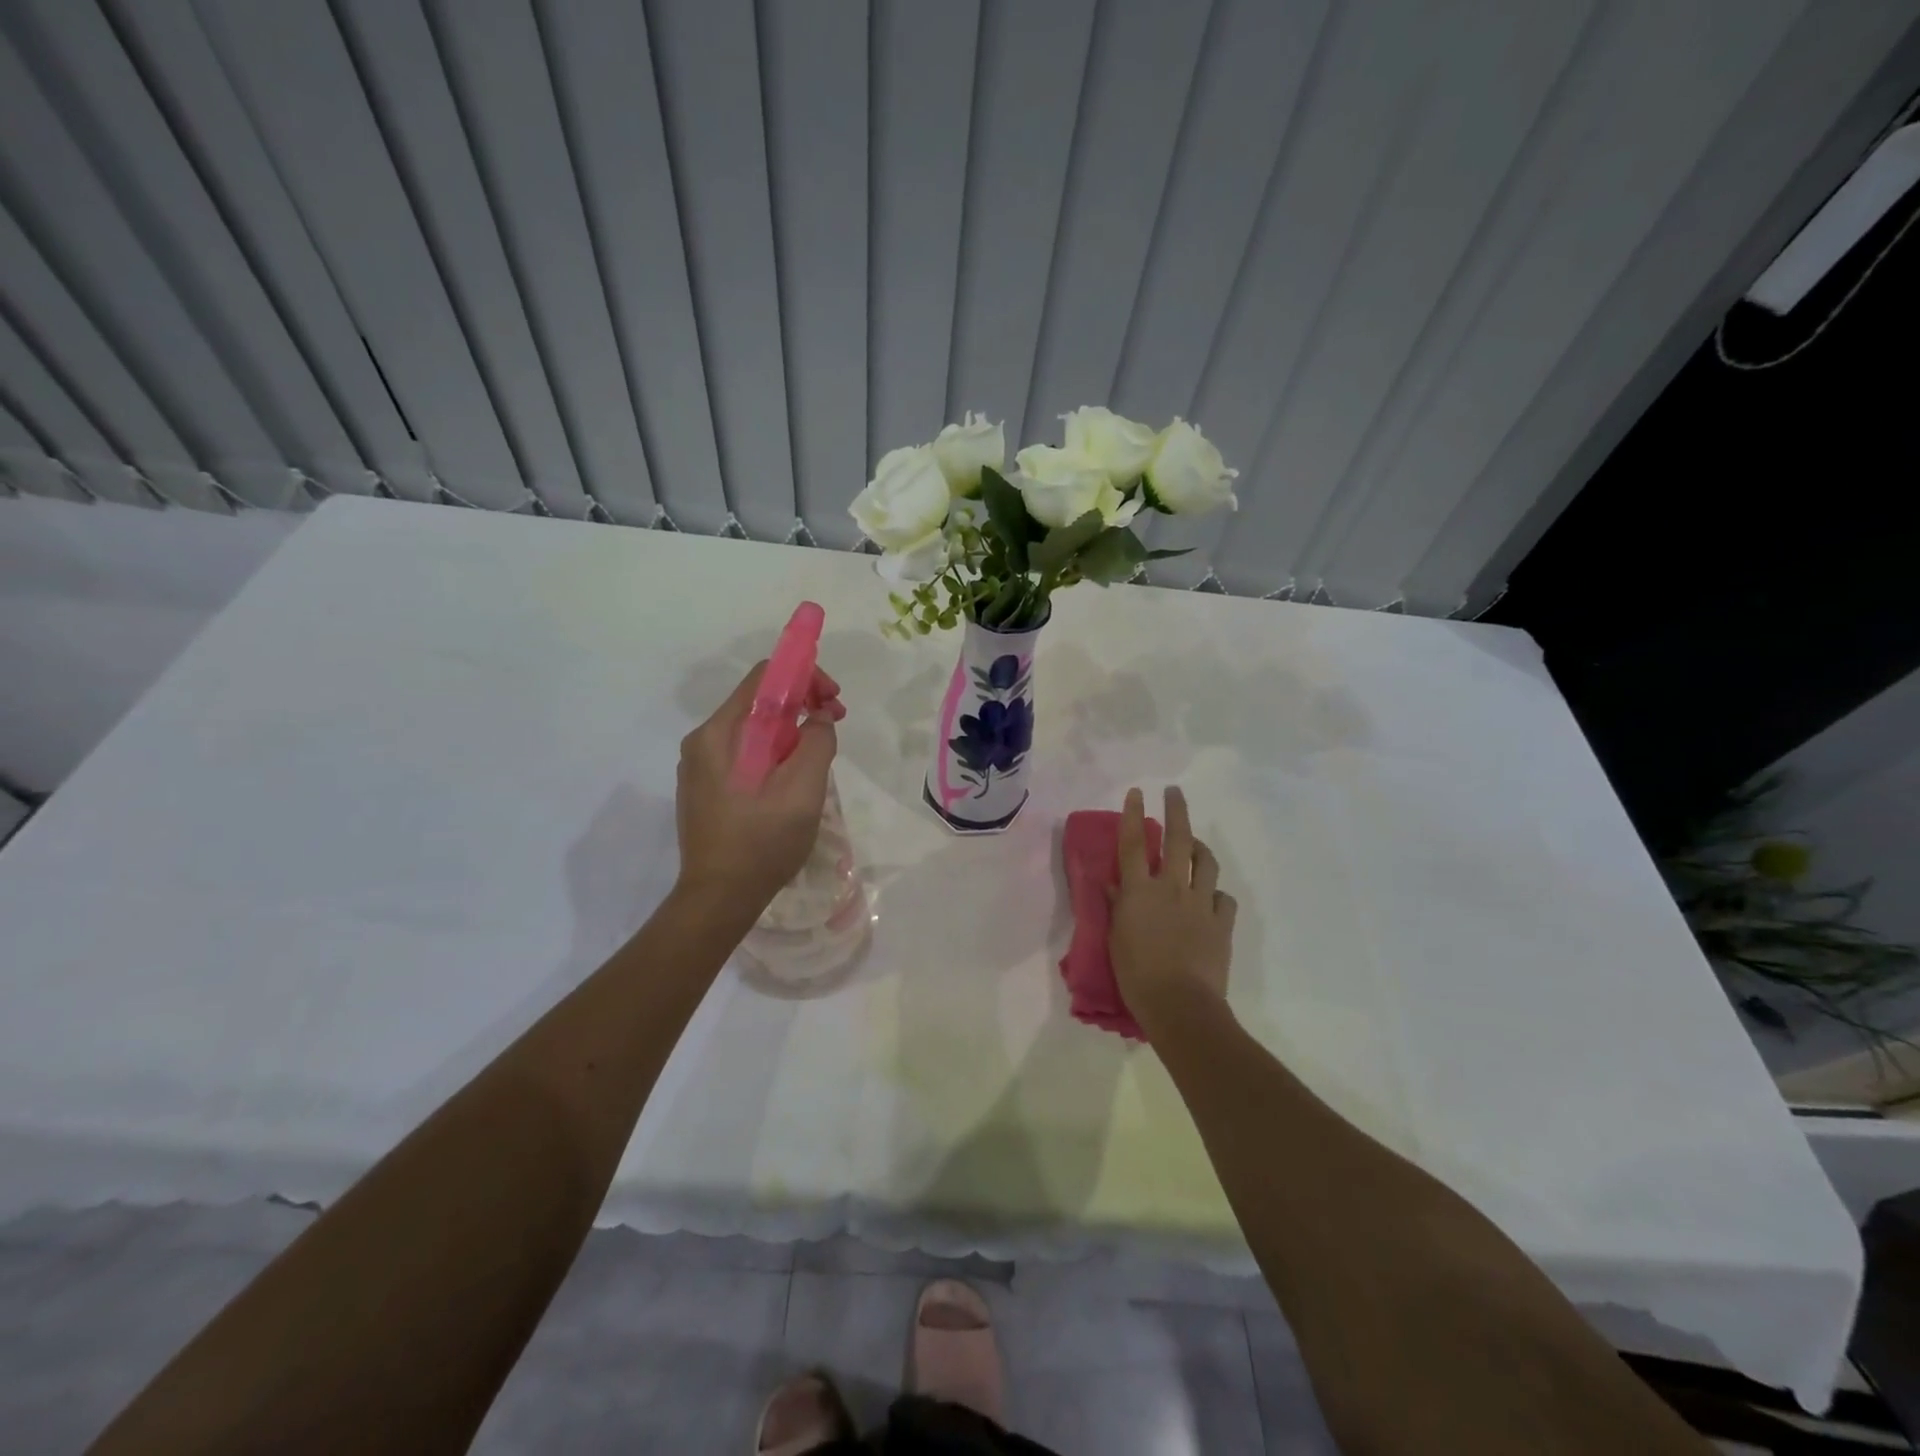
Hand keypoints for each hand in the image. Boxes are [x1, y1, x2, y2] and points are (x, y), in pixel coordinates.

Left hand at [674, 660, 844, 913]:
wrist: (718, 898)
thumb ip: (816, 742)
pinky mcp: (705, 788)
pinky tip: (791, 779)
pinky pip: (743, 753)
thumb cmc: (761, 842)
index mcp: (720, 733)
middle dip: (802, 704)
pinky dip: (773, 752)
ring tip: (817, 756)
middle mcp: (703, 741)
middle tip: (834, 725)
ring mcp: (700, 766)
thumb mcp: (802, 790)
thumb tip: (818, 718)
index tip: (834, 700)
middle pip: (758, 701)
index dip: (805, 677)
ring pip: (752, 729)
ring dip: (790, 730)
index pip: (764, 677)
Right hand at [1110, 786, 1236, 1035]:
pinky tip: (1210, 898)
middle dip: (1176, 811)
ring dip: (1200, 847)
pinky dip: (1215, 892)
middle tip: (1175, 792)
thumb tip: (1113, 883)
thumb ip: (1117, 906)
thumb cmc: (1136, 974)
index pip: (1134, 844)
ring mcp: (1200, 904)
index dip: (1134, 815)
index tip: (1137, 792)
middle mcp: (1171, 888)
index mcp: (1139, 891)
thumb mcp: (1115, 939)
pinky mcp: (1221, 923)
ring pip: (1206, 862)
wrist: (1180, 1004)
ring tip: (1194, 843)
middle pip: (1176, 840)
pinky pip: (1223, 898)